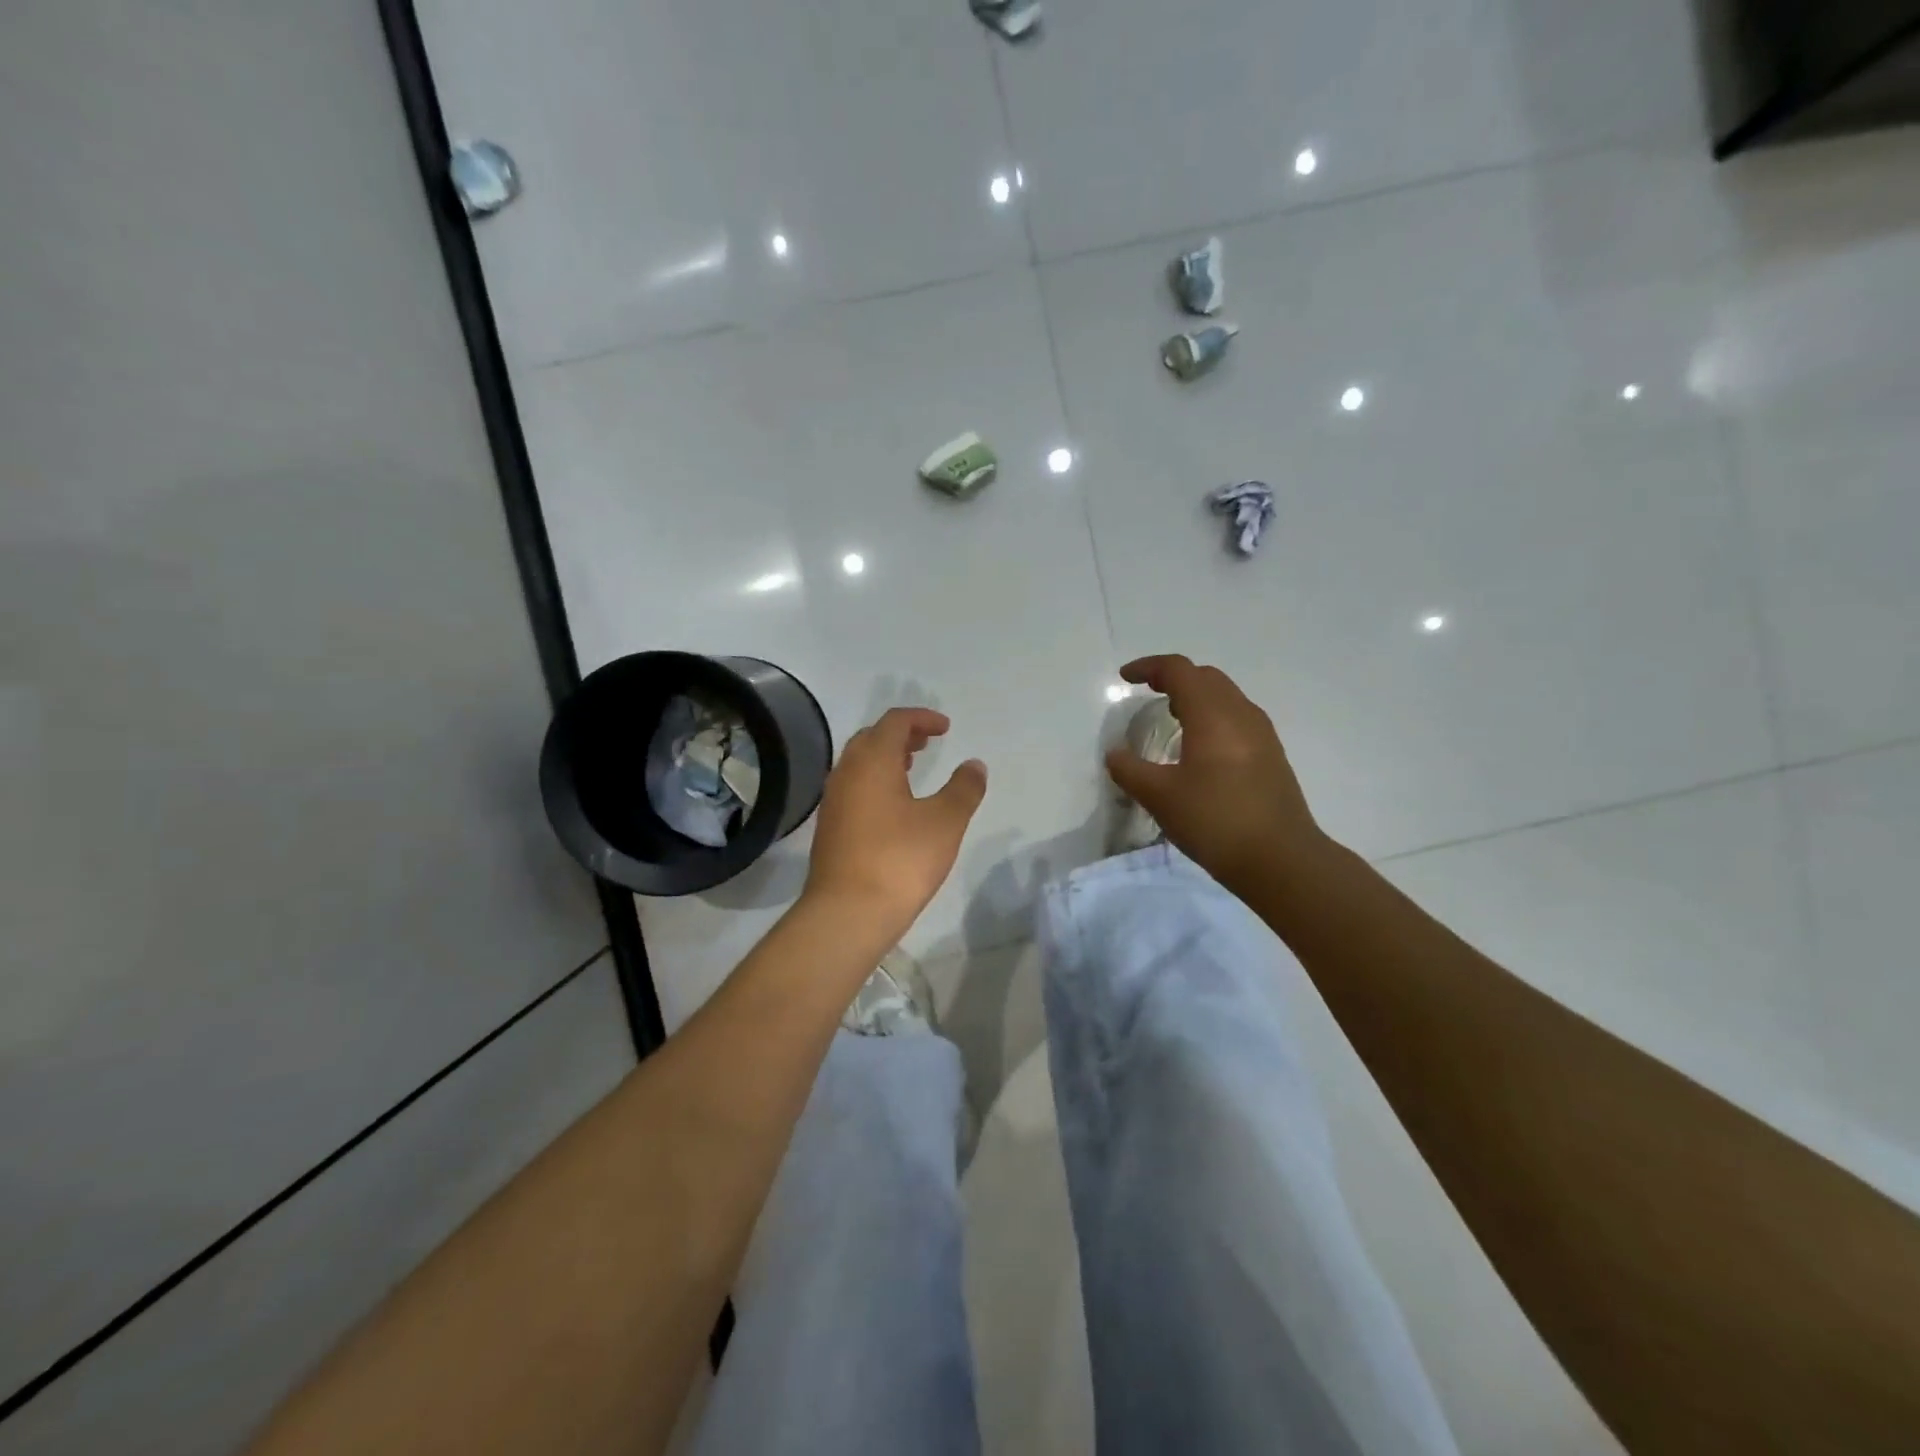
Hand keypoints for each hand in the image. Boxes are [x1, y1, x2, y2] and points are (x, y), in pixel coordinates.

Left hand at [804, 708, 987, 942]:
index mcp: (872, 761)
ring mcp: (834, 801)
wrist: (847, 913)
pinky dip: (875, 781)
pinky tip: (894, 806)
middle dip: (902, 734)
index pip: (895, 721)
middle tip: (928, 743)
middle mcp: (846, 772)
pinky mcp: (830, 827)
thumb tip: (974, 765)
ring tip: (912, 768)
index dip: (922, 718)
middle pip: (872, 737)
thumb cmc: (900, 860)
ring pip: (859, 763)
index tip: (946, 728)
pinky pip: (853, 787)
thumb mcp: (945, 822)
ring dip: (886, 757)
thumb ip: (964, 788)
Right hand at [1104, 655, 1326, 890]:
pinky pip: (1237, 718)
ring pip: (1225, 696)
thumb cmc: (1215, 820)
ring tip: (1171, 716)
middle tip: (1148, 692)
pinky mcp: (1271, 755)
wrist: (1281, 859)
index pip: (1179, 670)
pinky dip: (1212, 716)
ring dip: (1196, 696)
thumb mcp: (1160, 797)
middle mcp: (1240, 714)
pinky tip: (1200, 747)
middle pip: (1205, 677)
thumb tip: (1115, 754)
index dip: (1149, 667)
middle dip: (1174, 677)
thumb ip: (1130, 770)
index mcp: (1212, 714)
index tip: (1125, 678)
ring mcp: (1262, 734)